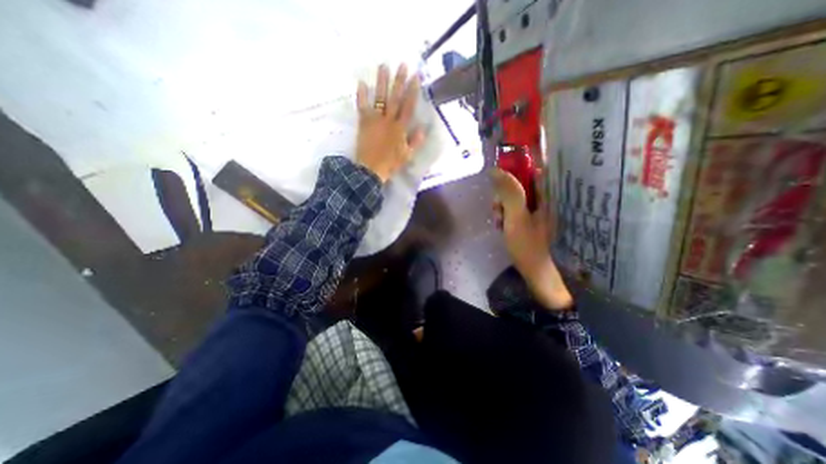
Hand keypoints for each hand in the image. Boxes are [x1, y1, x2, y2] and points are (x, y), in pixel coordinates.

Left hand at [356, 64, 424, 182]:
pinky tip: (361, 83)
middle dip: (399, 81)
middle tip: (402, 65)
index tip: (415, 77)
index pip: (408, 106)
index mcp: (400, 128)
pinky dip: (361, 95)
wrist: (371, 169)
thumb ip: (415, 142)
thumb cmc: (390, 164)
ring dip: (382, 82)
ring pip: (380, 98)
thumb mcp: (407, 155)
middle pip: (395, 98)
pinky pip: (362, 106)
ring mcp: (375, 120)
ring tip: (383, 66)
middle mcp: (389, 120)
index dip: (412, 91)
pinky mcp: (364, 123)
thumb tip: (423, 130)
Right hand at [494, 169, 572, 308]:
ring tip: (498, 222)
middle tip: (497, 210)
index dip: (514, 168)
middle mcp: (544, 198)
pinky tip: (501, 225)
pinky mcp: (530, 218)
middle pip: (519, 183)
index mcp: (547, 195)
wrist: (536, 271)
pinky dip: (505, 214)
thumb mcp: (516, 217)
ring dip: (501, 206)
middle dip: (503, 195)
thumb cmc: (528, 245)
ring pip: (514, 196)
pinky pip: (514, 208)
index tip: (499, 177)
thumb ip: (508, 193)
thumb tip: (495, 170)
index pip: (533, 168)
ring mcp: (536, 209)